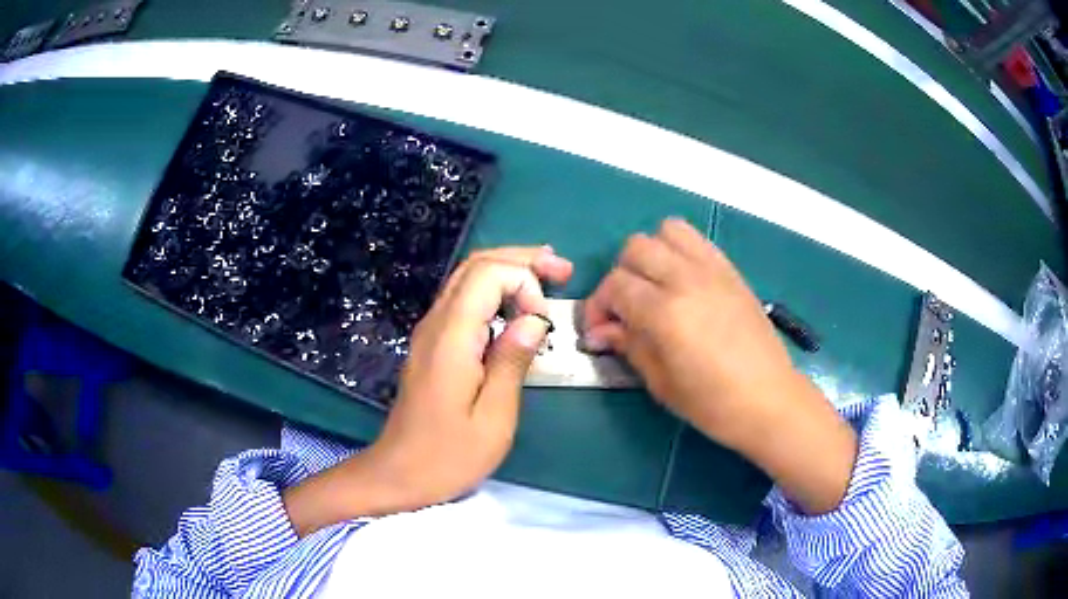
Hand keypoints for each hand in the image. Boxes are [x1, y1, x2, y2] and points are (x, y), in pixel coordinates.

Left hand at [369, 245, 572, 508]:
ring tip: (548, 275)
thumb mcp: (493, 418)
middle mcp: (436, 323)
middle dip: (521, 259)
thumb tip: (534, 319)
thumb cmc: (448, 456)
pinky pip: (464, 301)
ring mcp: (431, 332)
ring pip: (467, 278)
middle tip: (562, 269)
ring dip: (508, 270)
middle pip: (476, 265)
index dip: (524, 282)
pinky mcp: (433, 346)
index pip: (488, 273)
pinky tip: (517, 306)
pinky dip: (495, 291)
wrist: (398, 473)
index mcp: (452, 337)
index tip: (544, 323)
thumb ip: (512, 361)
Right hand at [583, 218, 855, 513]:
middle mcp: (687, 279)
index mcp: (666, 312)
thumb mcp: (661, 384)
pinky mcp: (731, 271)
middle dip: (620, 276)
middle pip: (636, 248)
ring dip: (651, 253)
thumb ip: (629, 346)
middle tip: (625, 309)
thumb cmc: (713, 403)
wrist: (769, 399)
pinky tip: (682, 283)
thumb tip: (601, 331)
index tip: (599, 330)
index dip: (597, 306)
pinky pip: (697, 240)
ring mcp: (713, 270)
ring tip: (654, 286)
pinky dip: (680, 251)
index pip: (614, 285)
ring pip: (667, 231)